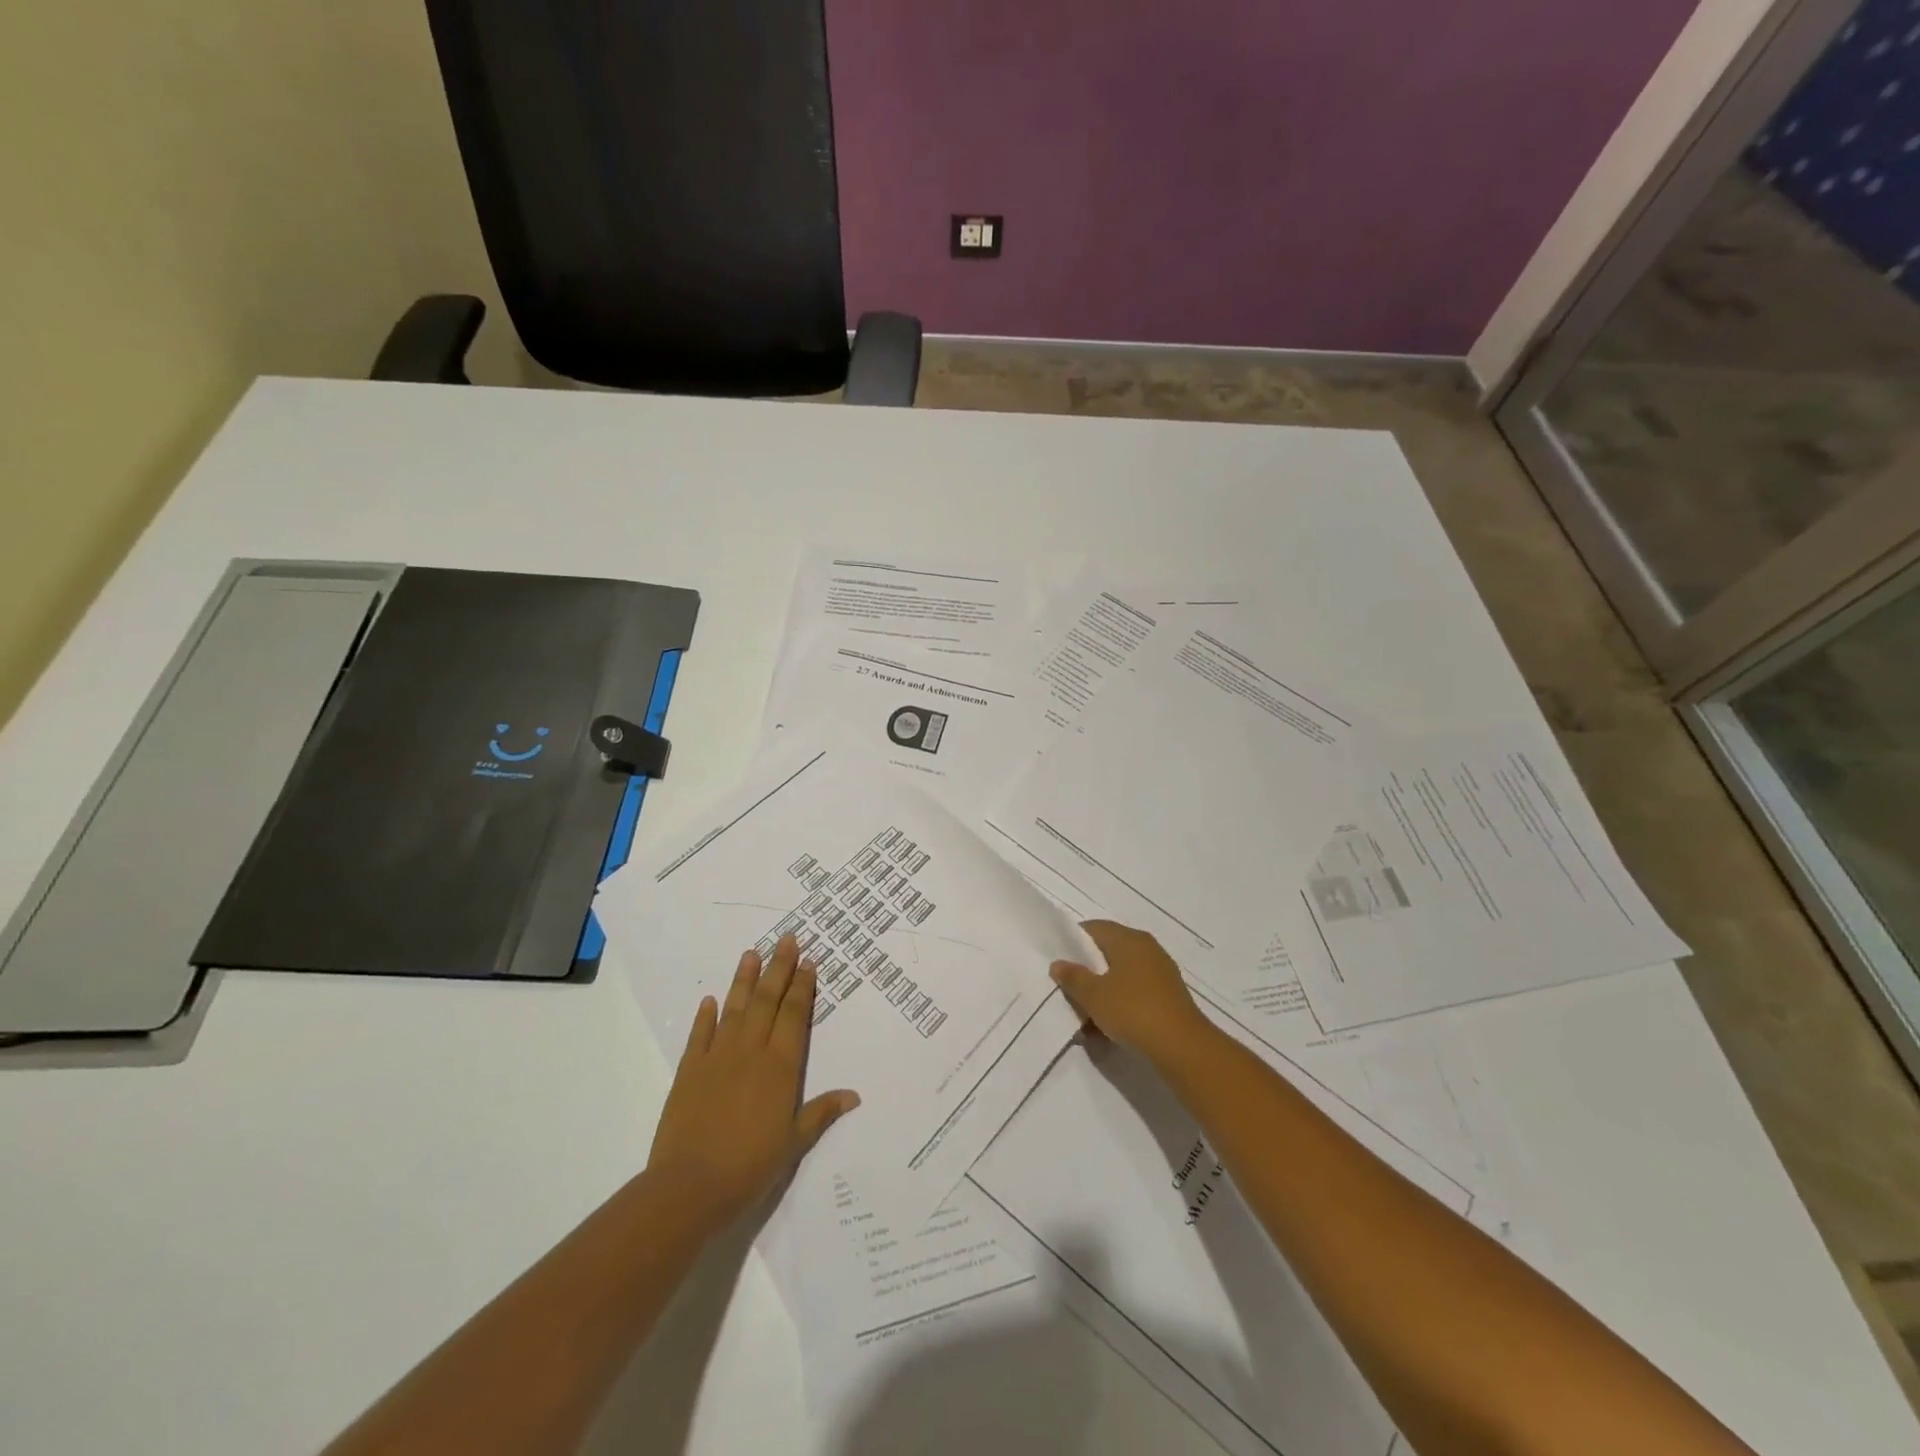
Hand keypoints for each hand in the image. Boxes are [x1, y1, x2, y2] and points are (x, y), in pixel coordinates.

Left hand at [647, 935, 859, 1228]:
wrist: (690, 1186)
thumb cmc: (750, 1166)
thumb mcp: (794, 1143)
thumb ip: (821, 1113)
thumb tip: (854, 1095)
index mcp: (781, 1066)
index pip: (795, 1015)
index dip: (803, 987)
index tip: (809, 961)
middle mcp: (751, 1051)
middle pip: (767, 1000)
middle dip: (779, 968)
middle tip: (787, 939)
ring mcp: (718, 1057)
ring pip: (735, 1008)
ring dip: (744, 979)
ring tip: (752, 952)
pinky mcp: (689, 1070)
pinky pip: (700, 1034)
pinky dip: (706, 1015)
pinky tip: (711, 999)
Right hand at [1050, 920, 1217, 1070]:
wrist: (1182, 1047)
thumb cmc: (1132, 1010)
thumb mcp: (1093, 995)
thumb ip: (1073, 977)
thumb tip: (1058, 963)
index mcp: (1128, 939)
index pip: (1094, 928)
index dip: (1073, 941)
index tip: (1058, 960)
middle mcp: (1146, 948)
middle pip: (1108, 952)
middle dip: (1087, 971)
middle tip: (1068, 989)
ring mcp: (1160, 972)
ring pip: (1121, 975)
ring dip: (1103, 992)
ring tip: (1085, 1016)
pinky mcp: (1168, 995)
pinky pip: (1136, 992)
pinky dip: (1120, 1003)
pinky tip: (1108, 1027)